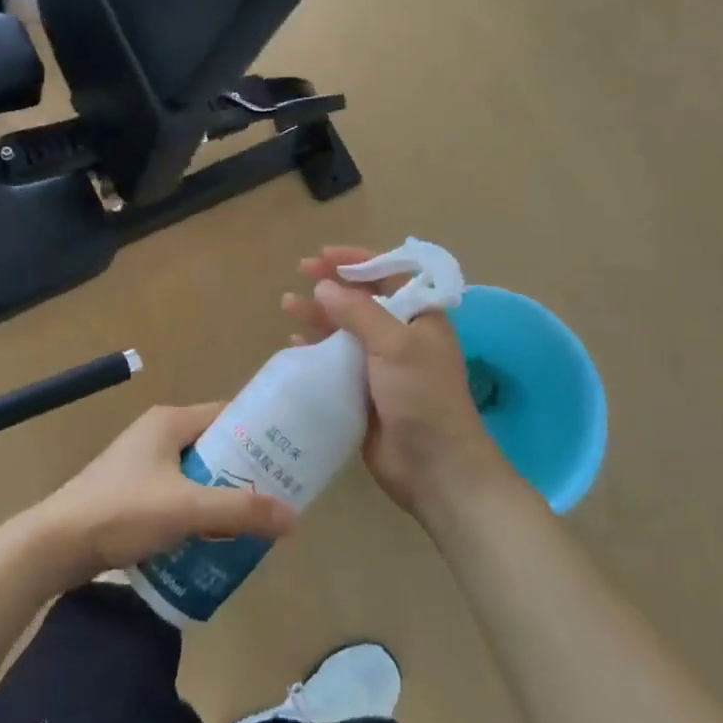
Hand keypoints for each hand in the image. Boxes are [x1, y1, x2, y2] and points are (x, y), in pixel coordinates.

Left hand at [36, 402, 298, 580]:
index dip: (258, 434)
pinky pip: (176, 493)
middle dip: (243, 471)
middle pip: (213, 446)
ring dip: (220, 495)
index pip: (226, 415)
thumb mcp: (187, 509)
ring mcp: (141, 463)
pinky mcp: (131, 491)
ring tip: (251, 521)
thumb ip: (240, 510)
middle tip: (275, 496)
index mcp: (169, 421)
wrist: (55, 545)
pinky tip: (212, 539)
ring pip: (195, 473)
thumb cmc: (122, 511)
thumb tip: (293, 517)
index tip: (288, 456)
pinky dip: (196, 510)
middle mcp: (156, 433)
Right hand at [282, 247, 508, 518]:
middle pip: (362, 299)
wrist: (434, 467)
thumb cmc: (422, 396)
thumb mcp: (395, 344)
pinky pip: (335, 362)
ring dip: (319, 315)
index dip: (357, 260)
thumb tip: (324, 285)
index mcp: (420, 318)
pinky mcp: (364, 393)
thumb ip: (359, 312)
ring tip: (287, 305)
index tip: (324, 255)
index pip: (389, 275)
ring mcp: (382, 366)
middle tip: (300, 272)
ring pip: (345, 330)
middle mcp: (401, 336)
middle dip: (332, 284)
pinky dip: (315, 350)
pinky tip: (294, 345)